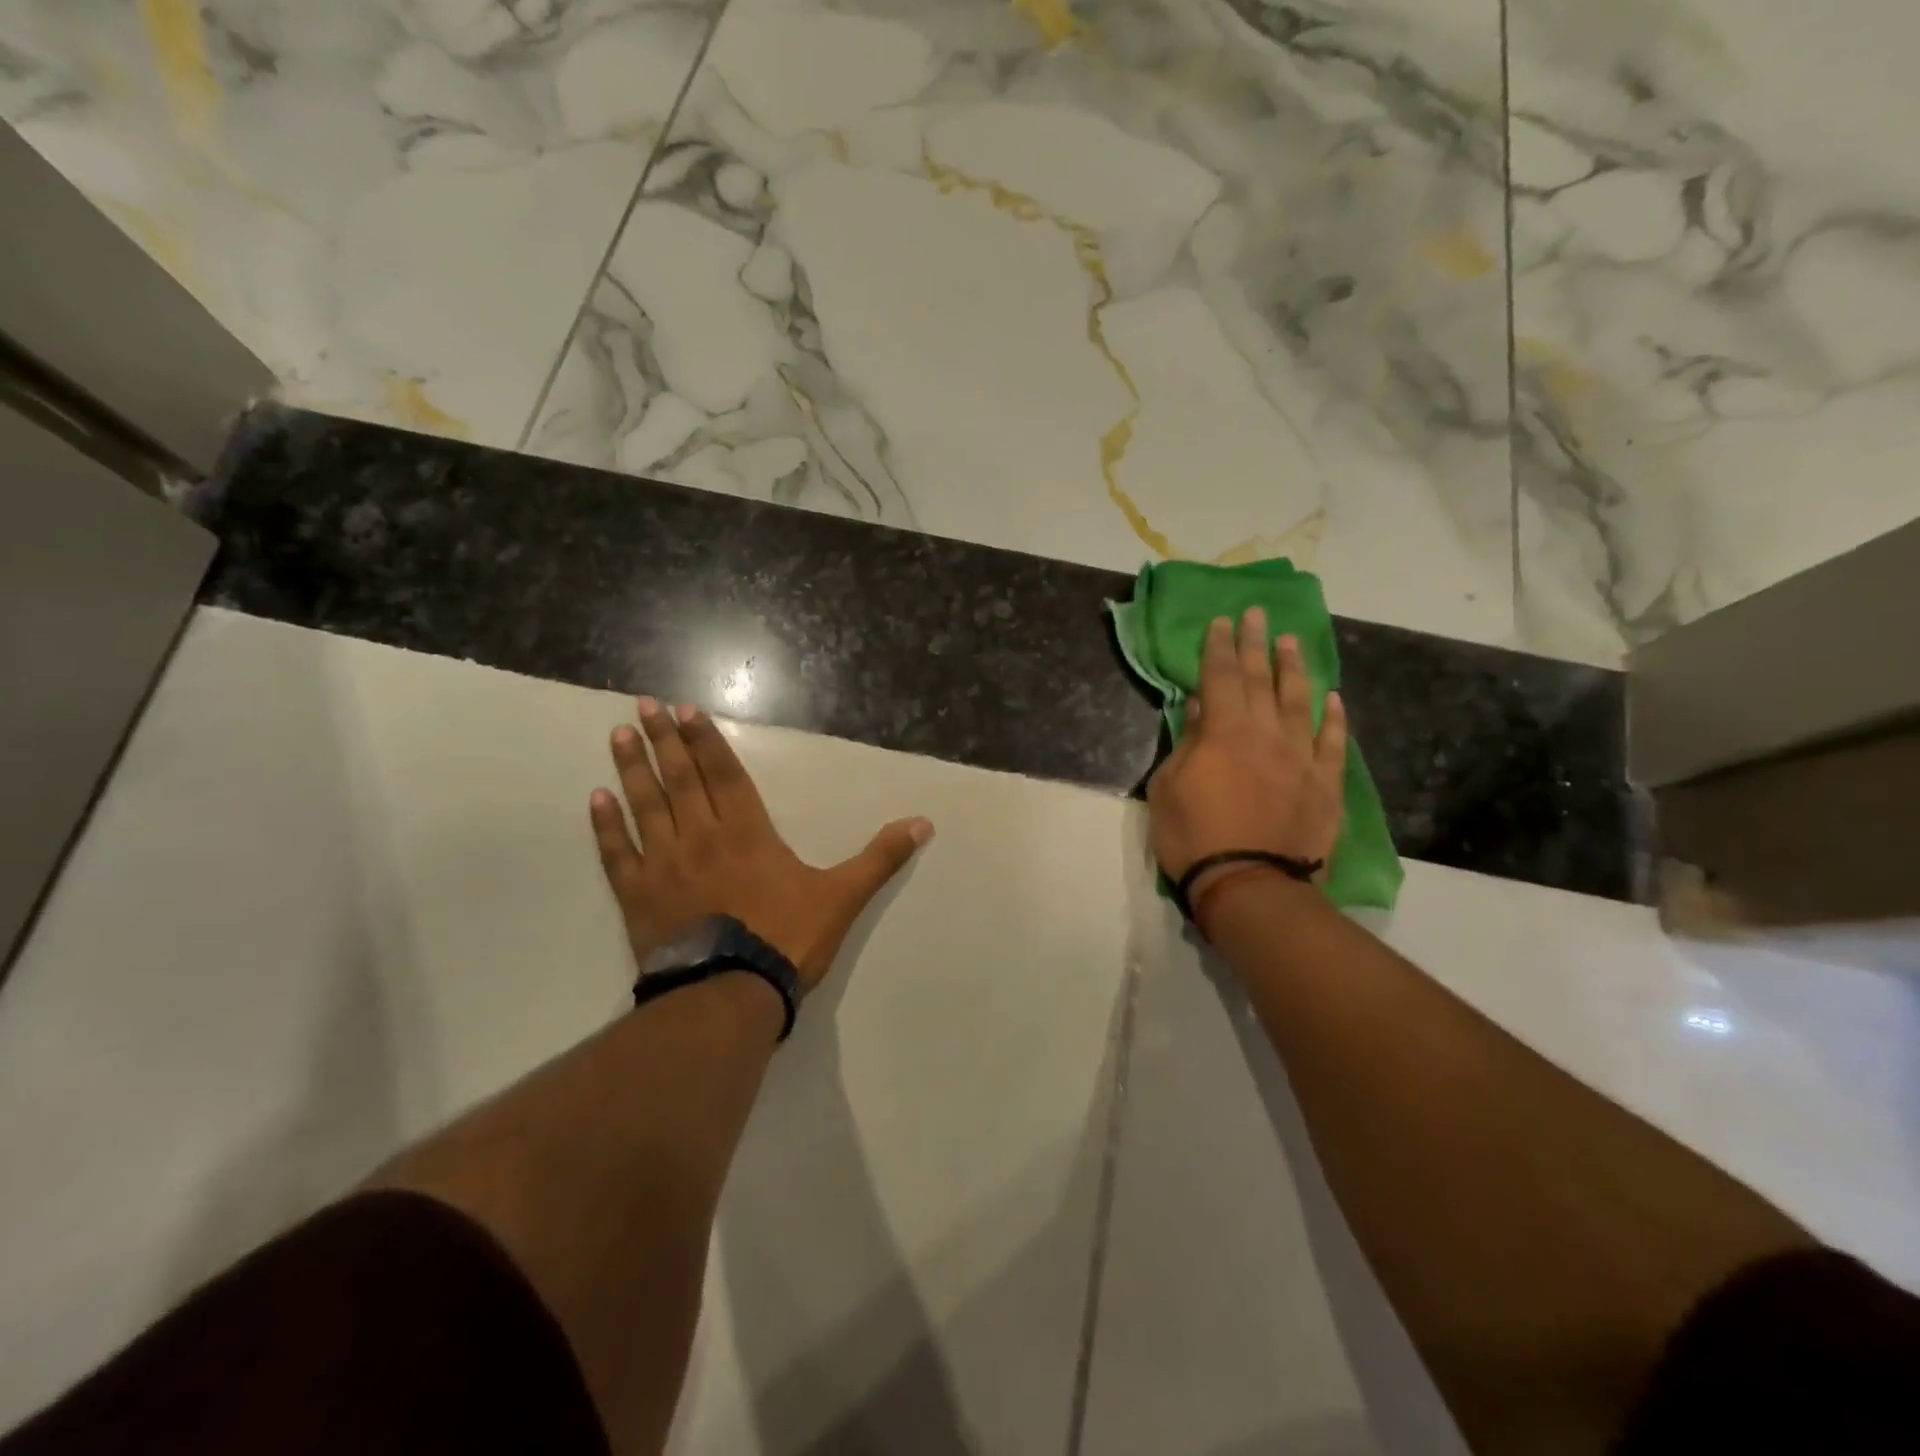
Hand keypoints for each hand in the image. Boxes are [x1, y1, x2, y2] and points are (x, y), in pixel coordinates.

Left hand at [590, 697, 933, 991]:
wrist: (731, 994)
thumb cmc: (787, 939)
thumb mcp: (843, 896)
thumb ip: (880, 858)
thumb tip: (924, 823)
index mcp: (748, 832)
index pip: (724, 772)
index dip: (705, 739)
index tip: (683, 710)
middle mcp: (701, 836)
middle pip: (680, 779)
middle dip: (663, 740)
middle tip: (643, 704)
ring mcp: (665, 865)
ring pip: (645, 806)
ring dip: (632, 769)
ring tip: (618, 735)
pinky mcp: (639, 897)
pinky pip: (617, 854)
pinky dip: (606, 827)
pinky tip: (595, 799)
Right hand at [1147, 610, 1346, 918]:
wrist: (1249, 885)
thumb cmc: (1194, 837)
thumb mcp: (1169, 787)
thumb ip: (1187, 743)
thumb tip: (1199, 707)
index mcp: (1224, 732)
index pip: (1220, 677)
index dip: (1218, 647)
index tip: (1221, 622)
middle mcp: (1266, 733)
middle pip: (1260, 680)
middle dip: (1254, 644)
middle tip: (1256, 615)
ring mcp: (1301, 757)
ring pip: (1300, 701)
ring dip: (1294, 669)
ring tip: (1291, 642)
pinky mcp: (1325, 783)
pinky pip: (1333, 742)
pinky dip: (1334, 718)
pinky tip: (1334, 698)